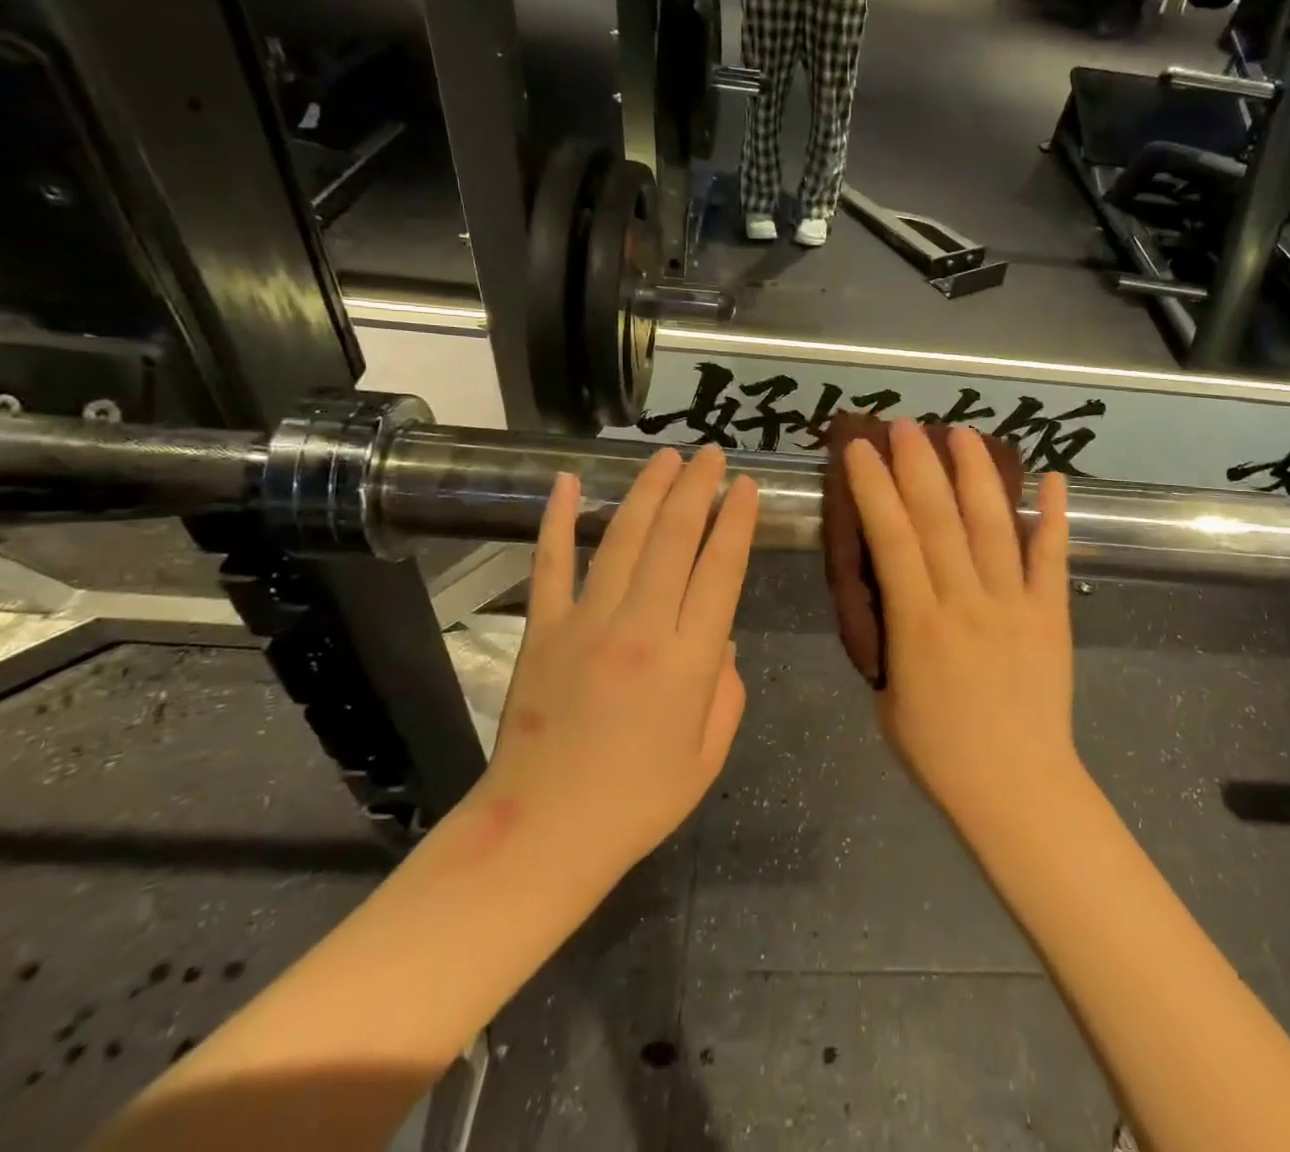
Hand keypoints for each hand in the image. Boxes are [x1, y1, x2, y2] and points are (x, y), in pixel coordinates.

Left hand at [469, 448, 758, 894]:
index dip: (737, 522)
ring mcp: (586, 623)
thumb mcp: (707, 755)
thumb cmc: (638, 802)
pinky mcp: (543, 630)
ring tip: (665, 456)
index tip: (746, 486)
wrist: (543, 835)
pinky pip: (551, 564)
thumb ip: (725, 689)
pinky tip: (568, 483)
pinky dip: (558, 520)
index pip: (721, 570)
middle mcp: (641, 628)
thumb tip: (719, 636)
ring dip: (647, 491)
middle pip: (675, 539)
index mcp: (689, 661)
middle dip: (697, 488)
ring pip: (623, 539)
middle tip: (712, 453)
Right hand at [843, 421, 1077, 827]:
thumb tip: (891, 592)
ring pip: (993, 526)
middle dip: (920, 465)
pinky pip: (1052, 558)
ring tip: (963, 433)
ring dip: (976, 474)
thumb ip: (889, 636)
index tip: (861, 448)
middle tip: (907, 425)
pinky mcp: (1052, 614)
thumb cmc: (939, 751)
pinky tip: (1053, 477)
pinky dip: (1054, 515)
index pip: (892, 539)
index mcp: (918, 625)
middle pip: (940, 519)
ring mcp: (1015, 605)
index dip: (875, 488)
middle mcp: (965, 602)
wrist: (1017, 790)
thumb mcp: (888, 695)